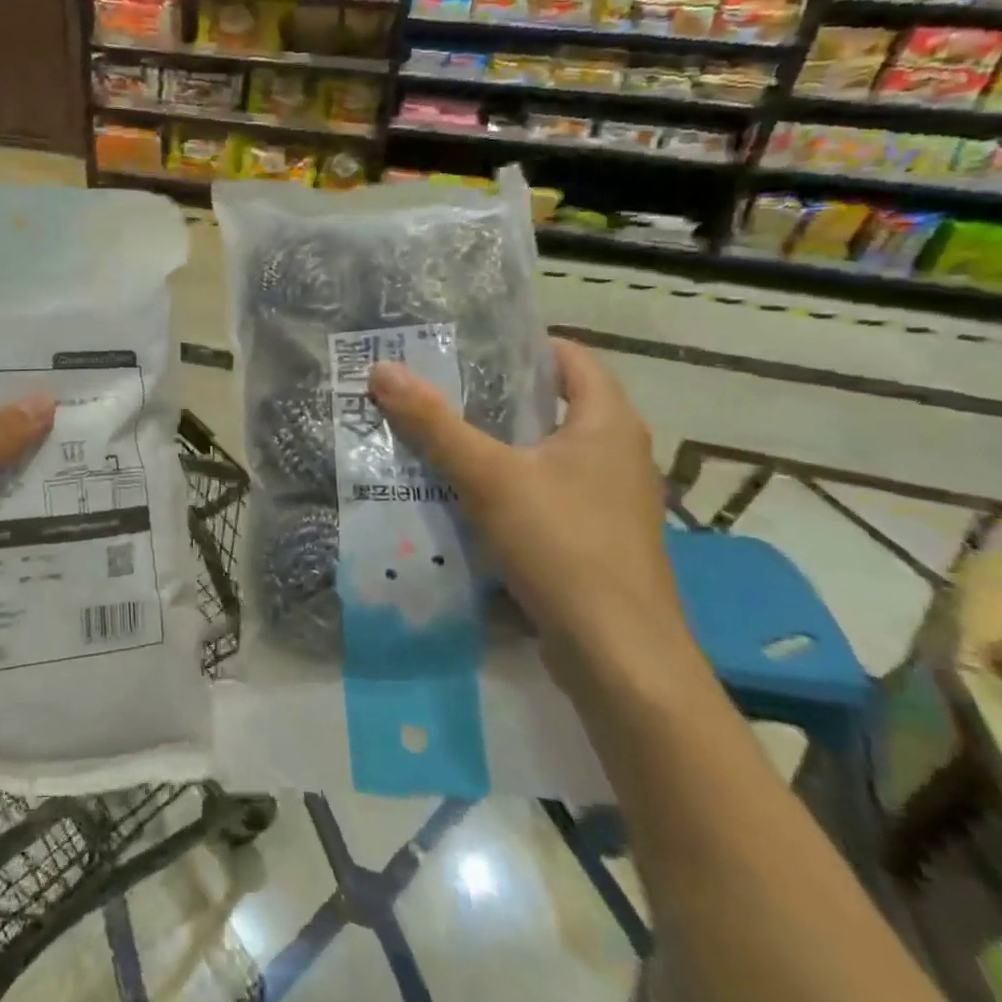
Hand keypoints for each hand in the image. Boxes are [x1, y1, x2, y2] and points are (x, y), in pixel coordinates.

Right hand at [368, 338, 690, 673]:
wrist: (619, 656)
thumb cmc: (562, 545)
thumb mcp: (488, 476)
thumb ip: (434, 423)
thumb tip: (382, 369)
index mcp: (608, 422)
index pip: (571, 358)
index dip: (522, 345)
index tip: (467, 346)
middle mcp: (618, 453)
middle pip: (555, 404)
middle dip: (498, 394)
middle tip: (438, 386)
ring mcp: (612, 500)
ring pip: (548, 452)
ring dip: (501, 442)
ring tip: (442, 435)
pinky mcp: (598, 538)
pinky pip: (548, 491)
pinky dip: (511, 483)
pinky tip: (467, 496)